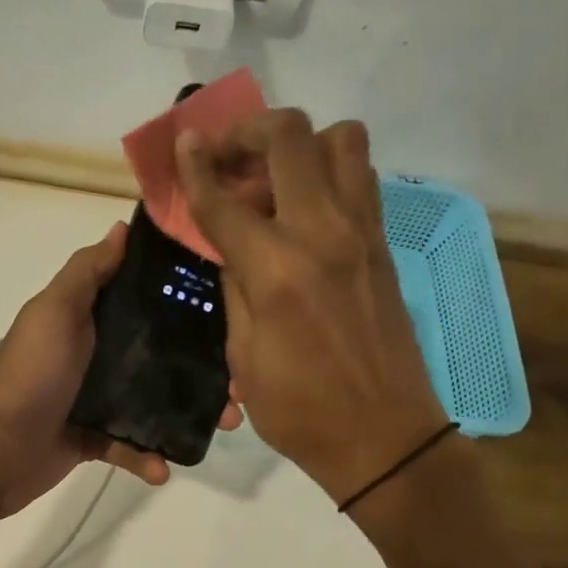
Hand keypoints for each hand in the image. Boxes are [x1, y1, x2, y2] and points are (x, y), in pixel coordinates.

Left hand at [0, 221, 243, 521]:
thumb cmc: (29, 374)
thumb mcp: (55, 312)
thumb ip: (86, 272)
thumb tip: (120, 227)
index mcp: (91, 317)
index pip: (146, 300)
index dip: (187, 300)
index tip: (233, 304)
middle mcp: (98, 354)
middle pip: (161, 354)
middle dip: (203, 365)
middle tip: (241, 379)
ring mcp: (96, 399)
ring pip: (154, 403)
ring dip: (189, 414)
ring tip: (225, 422)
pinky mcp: (94, 440)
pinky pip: (131, 447)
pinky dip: (148, 458)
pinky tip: (163, 468)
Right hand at [175, 111, 447, 505]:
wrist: (385, 437)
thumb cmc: (301, 411)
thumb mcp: (244, 357)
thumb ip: (236, 289)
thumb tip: (234, 249)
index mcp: (278, 270)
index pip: (226, 200)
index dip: (196, 168)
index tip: (182, 143)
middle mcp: (323, 233)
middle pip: (290, 137)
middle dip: (248, 131)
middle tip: (225, 156)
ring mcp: (363, 233)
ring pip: (341, 140)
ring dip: (298, 144)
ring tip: (271, 179)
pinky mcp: (384, 245)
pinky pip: (360, 178)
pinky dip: (327, 172)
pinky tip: (303, 209)